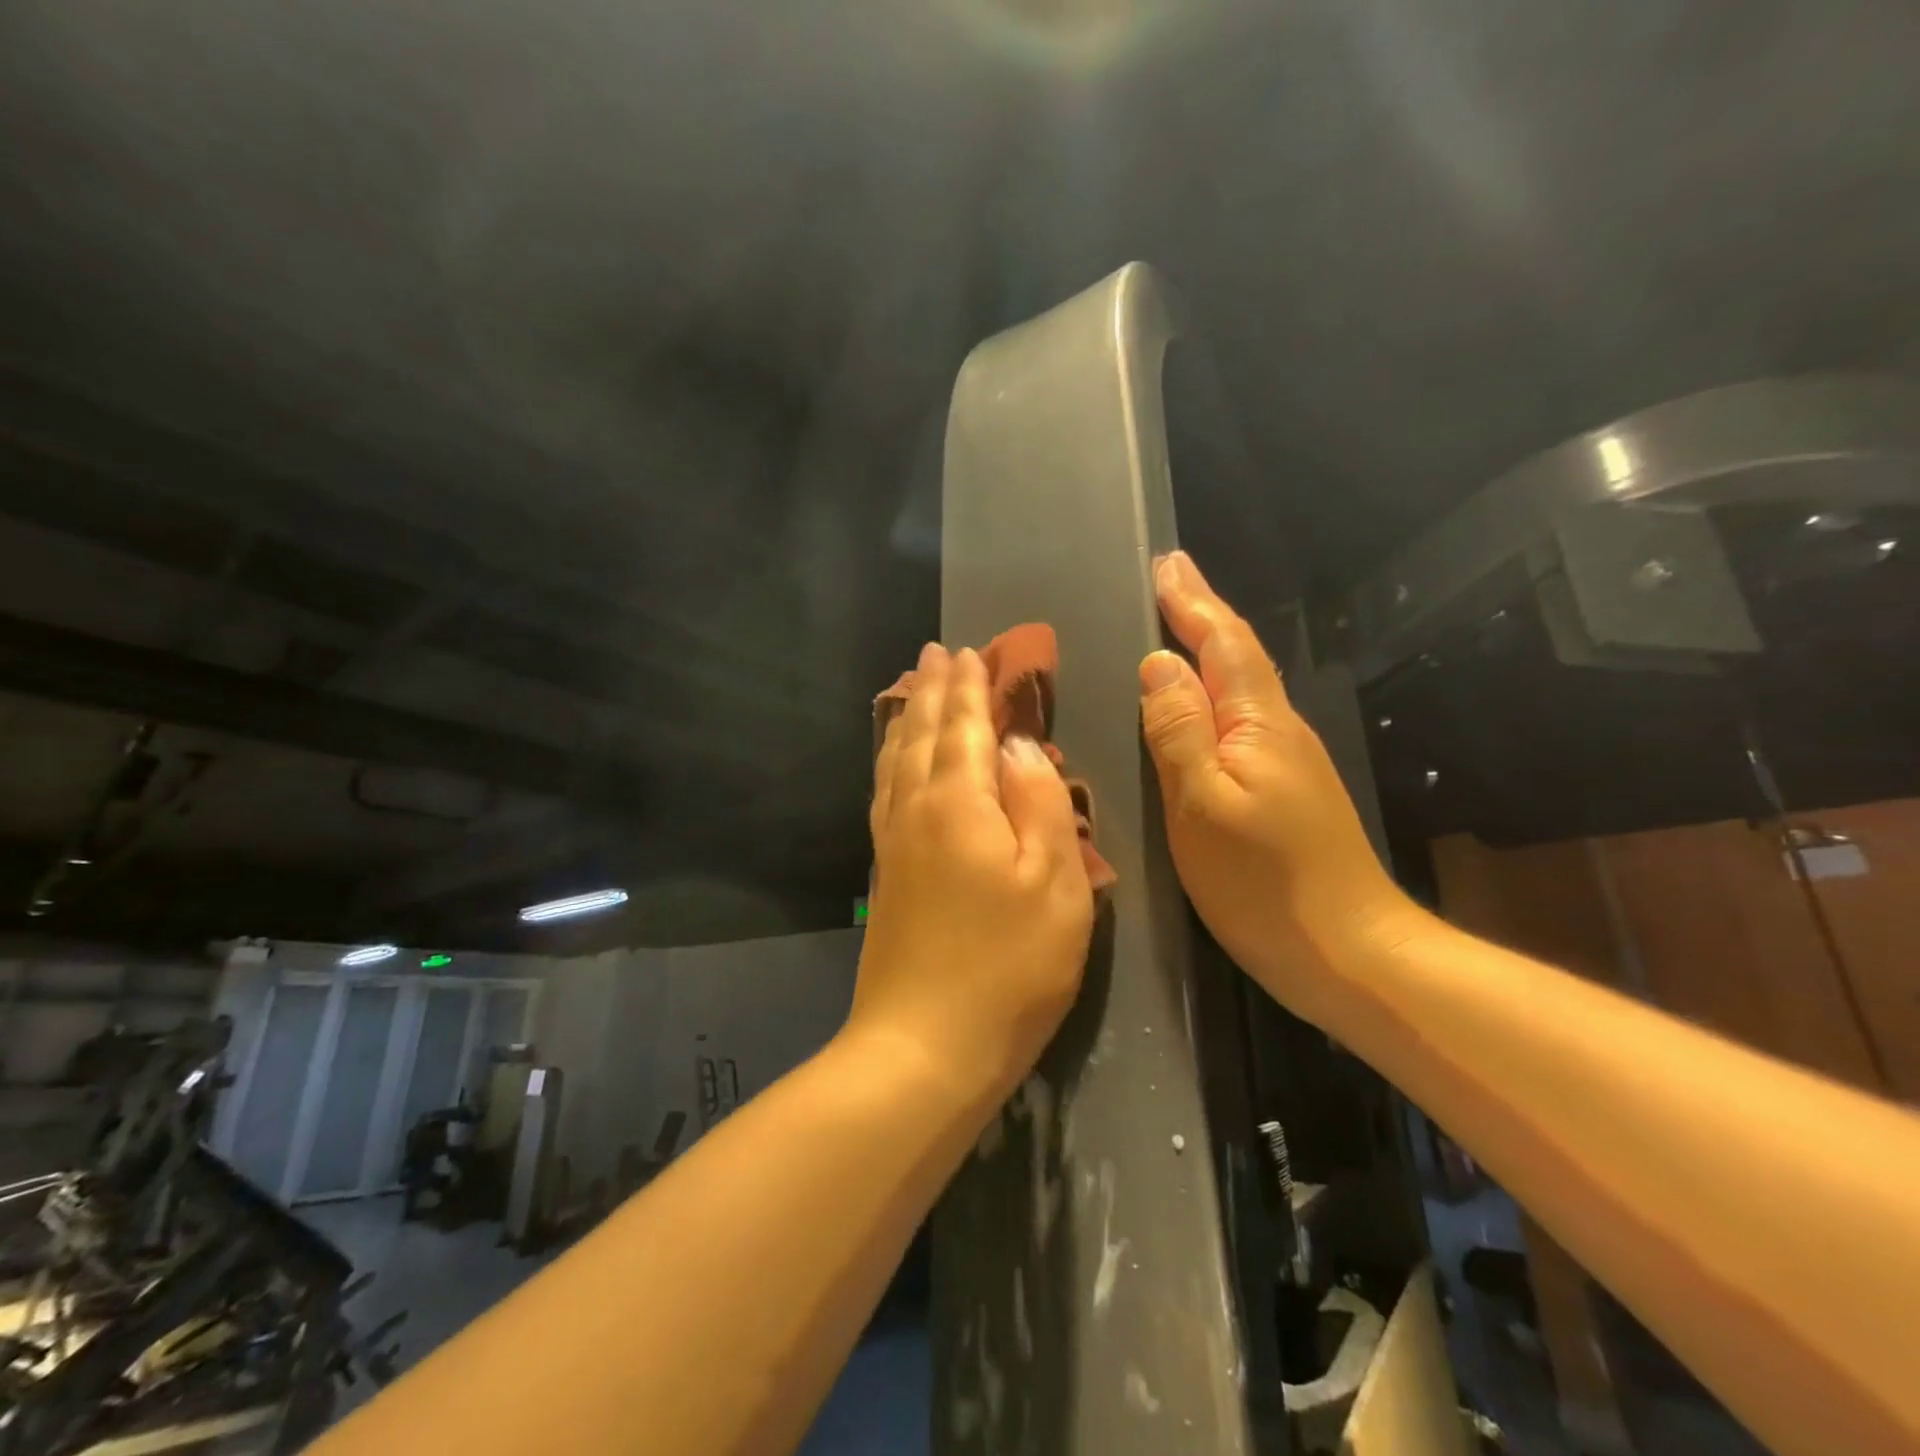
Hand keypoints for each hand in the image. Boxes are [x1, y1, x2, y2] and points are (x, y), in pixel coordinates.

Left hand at [850, 643, 1094, 1102]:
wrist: (923, 1047)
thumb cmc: (1007, 967)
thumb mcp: (1053, 883)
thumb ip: (1040, 802)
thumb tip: (1021, 745)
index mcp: (959, 802)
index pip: (965, 727)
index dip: (970, 689)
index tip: (970, 652)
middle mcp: (917, 809)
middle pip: (922, 734)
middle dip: (933, 690)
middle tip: (936, 652)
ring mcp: (894, 842)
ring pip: (897, 759)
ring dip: (908, 717)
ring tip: (913, 688)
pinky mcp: (886, 872)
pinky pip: (885, 791)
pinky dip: (892, 760)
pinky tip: (896, 762)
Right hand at [1138, 552, 1416, 1023]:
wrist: (1351, 953)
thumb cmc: (1265, 883)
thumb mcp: (1202, 806)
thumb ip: (1178, 732)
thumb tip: (1159, 664)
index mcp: (1258, 725)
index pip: (1222, 645)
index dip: (1192, 603)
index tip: (1166, 563)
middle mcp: (1279, 731)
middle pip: (1239, 657)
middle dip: (1203, 614)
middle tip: (1171, 578)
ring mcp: (1289, 763)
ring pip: (1243, 688)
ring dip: (1211, 648)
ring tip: (1180, 624)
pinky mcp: (1287, 792)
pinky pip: (1244, 721)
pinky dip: (1218, 692)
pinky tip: (1203, 703)